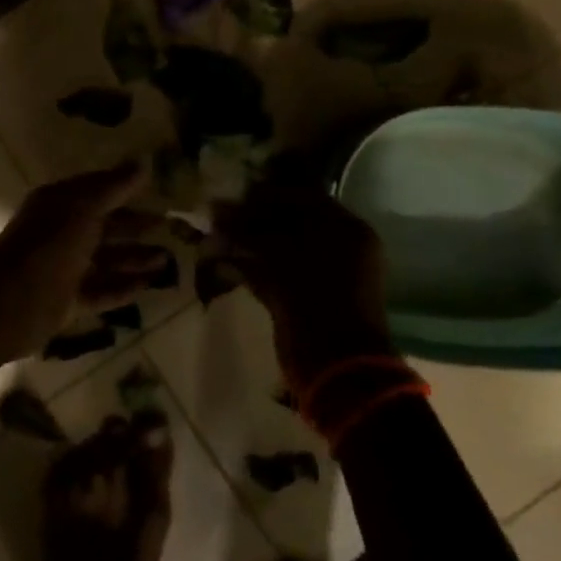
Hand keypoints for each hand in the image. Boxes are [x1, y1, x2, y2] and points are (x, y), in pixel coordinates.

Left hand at [0, 164, 170, 360]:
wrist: (6, 304)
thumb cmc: (47, 246)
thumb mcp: (83, 208)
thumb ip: (114, 187)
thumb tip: (144, 163)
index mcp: (60, 204)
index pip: (98, 191)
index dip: (126, 189)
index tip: (158, 190)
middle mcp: (62, 233)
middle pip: (105, 226)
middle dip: (136, 226)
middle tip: (171, 227)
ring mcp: (64, 268)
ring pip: (106, 260)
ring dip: (135, 258)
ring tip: (168, 258)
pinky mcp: (67, 301)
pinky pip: (102, 290)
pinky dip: (124, 287)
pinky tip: (150, 285)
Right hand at [217, 182, 392, 388]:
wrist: (335, 365)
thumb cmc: (314, 297)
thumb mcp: (279, 256)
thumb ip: (246, 231)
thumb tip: (216, 210)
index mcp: (345, 229)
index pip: (302, 198)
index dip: (266, 195)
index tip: (235, 195)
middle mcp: (339, 248)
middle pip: (290, 224)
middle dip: (253, 220)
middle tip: (220, 217)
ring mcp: (324, 277)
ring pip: (280, 250)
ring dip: (248, 244)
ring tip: (215, 238)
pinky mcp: (307, 301)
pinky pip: (277, 275)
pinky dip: (252, 269)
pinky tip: (223, 262)